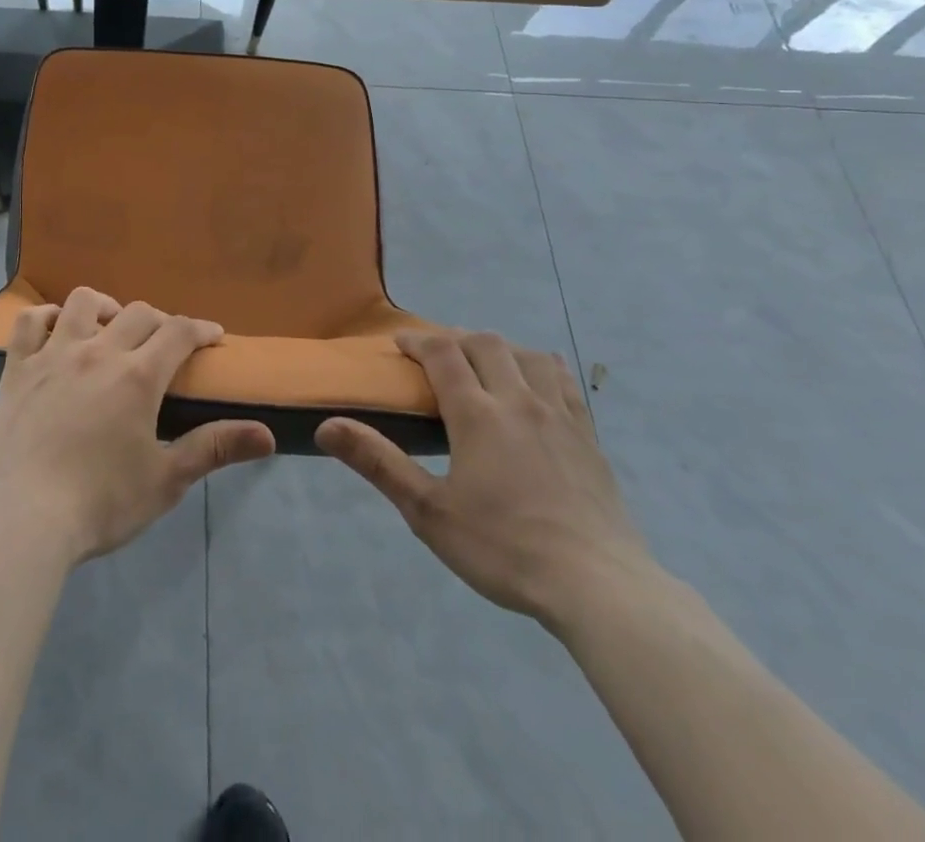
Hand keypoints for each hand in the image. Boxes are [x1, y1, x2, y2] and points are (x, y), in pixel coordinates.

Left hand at [0, 286, 276, 564]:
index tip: (213, 336)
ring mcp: (53, 355)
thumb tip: (267, 435)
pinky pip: (29, 322)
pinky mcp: (18, 369)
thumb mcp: (165, 480)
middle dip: (160, 321)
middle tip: (165, 344)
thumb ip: (214, 449)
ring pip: (82, 303)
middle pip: (137, 313)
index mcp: (138, 376)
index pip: (179, 333)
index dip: (201, 329)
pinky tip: (55, 328)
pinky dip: (46, 316)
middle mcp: (98, 352)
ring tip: (111, 326)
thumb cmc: (100, 503)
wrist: (22, 519)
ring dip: (105, 306)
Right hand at [316, 330, 652, 627]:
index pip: (443, 354)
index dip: (418, 340)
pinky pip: (565, 383)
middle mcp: (518, 401)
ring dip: (500, 349)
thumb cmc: (504, 548)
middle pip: (486, 344)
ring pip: (529, 356)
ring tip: (486, 365)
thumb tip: (326, 426)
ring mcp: (560, 417)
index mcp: (477, 414)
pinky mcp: (589, 438)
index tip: (400, 343)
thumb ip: (378, 463)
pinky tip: (539, 383)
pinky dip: (543, 368)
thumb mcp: (428, 512)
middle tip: (438, 356)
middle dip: (456, 339)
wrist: (598, 586)